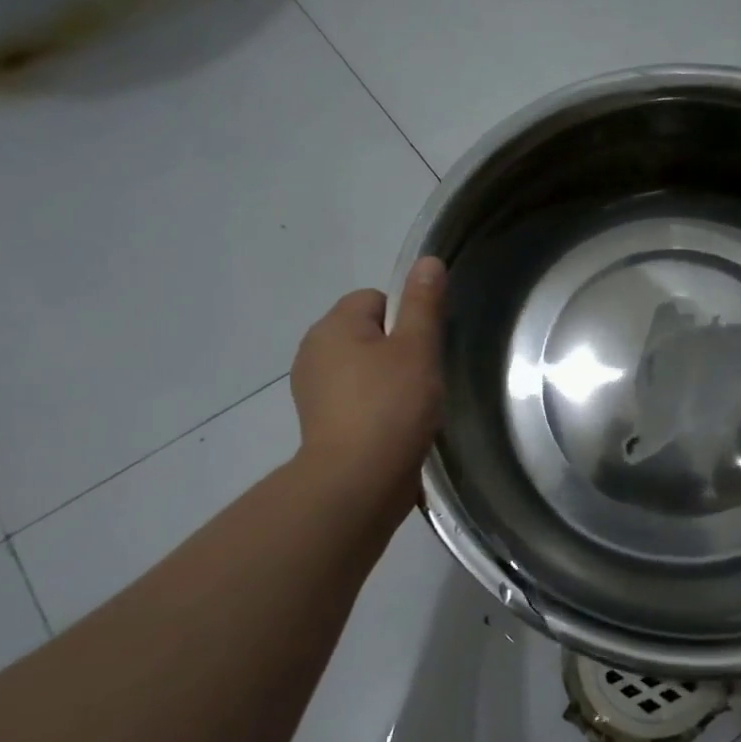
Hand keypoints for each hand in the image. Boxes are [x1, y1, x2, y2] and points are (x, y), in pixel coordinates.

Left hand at [288, 256, 446, 521]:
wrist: (358, 481)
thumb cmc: (391, 406)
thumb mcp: (417, 348)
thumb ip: (423, 303)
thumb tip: (427, 260)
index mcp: (333, 326)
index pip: (375, 299)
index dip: (405, 320)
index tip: (422, 351)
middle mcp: (314, 351)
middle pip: (367, 334)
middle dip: (396, 352)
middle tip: (422, 381)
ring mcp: (313, 391)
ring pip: (362, 370)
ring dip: (387, 383)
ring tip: (411, 409)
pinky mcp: (321, 424)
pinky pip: (355, 401)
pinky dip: (374, 410)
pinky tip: (395, 430)